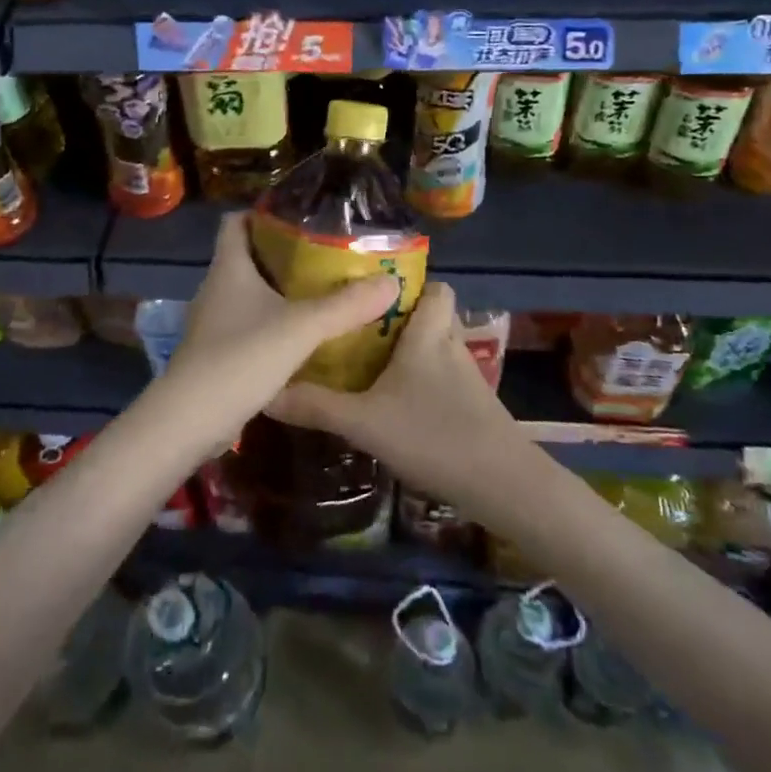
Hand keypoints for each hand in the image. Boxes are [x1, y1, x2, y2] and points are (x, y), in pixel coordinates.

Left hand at [151, 211, 399, 454]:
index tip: (300, 214)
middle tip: (327, 255)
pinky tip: (304, 336)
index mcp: (228, 267)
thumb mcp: (301, 327)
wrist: (191, 420)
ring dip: (281, 291)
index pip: (235, 221)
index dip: (262, 212)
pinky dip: (274, 323)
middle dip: (284, 253)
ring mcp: (214, 322)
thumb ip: (346, 305)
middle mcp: (216, 288)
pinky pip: (249, 325)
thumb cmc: (241, 357)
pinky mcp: (218, 352)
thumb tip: (391, 282)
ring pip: (250, 294)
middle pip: (247, 256)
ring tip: (324, 292)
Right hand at [266, 281, 531, 512]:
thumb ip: (317, 407)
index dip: (411, 285)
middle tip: (356, 329)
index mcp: (429, 335)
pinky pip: (443, 379)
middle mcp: (451, 347)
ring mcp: (468, 379)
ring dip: (410, 354)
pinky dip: (422, 384)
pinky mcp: (474, 407)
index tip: (370, 292)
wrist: (504, 485)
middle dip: (398, 321)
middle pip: (431, 317)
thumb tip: (266, 392)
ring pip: (436, 350)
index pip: (435, 287)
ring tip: (368, 364)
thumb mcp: (365, 423)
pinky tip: (396, 405)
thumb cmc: (434, 436)